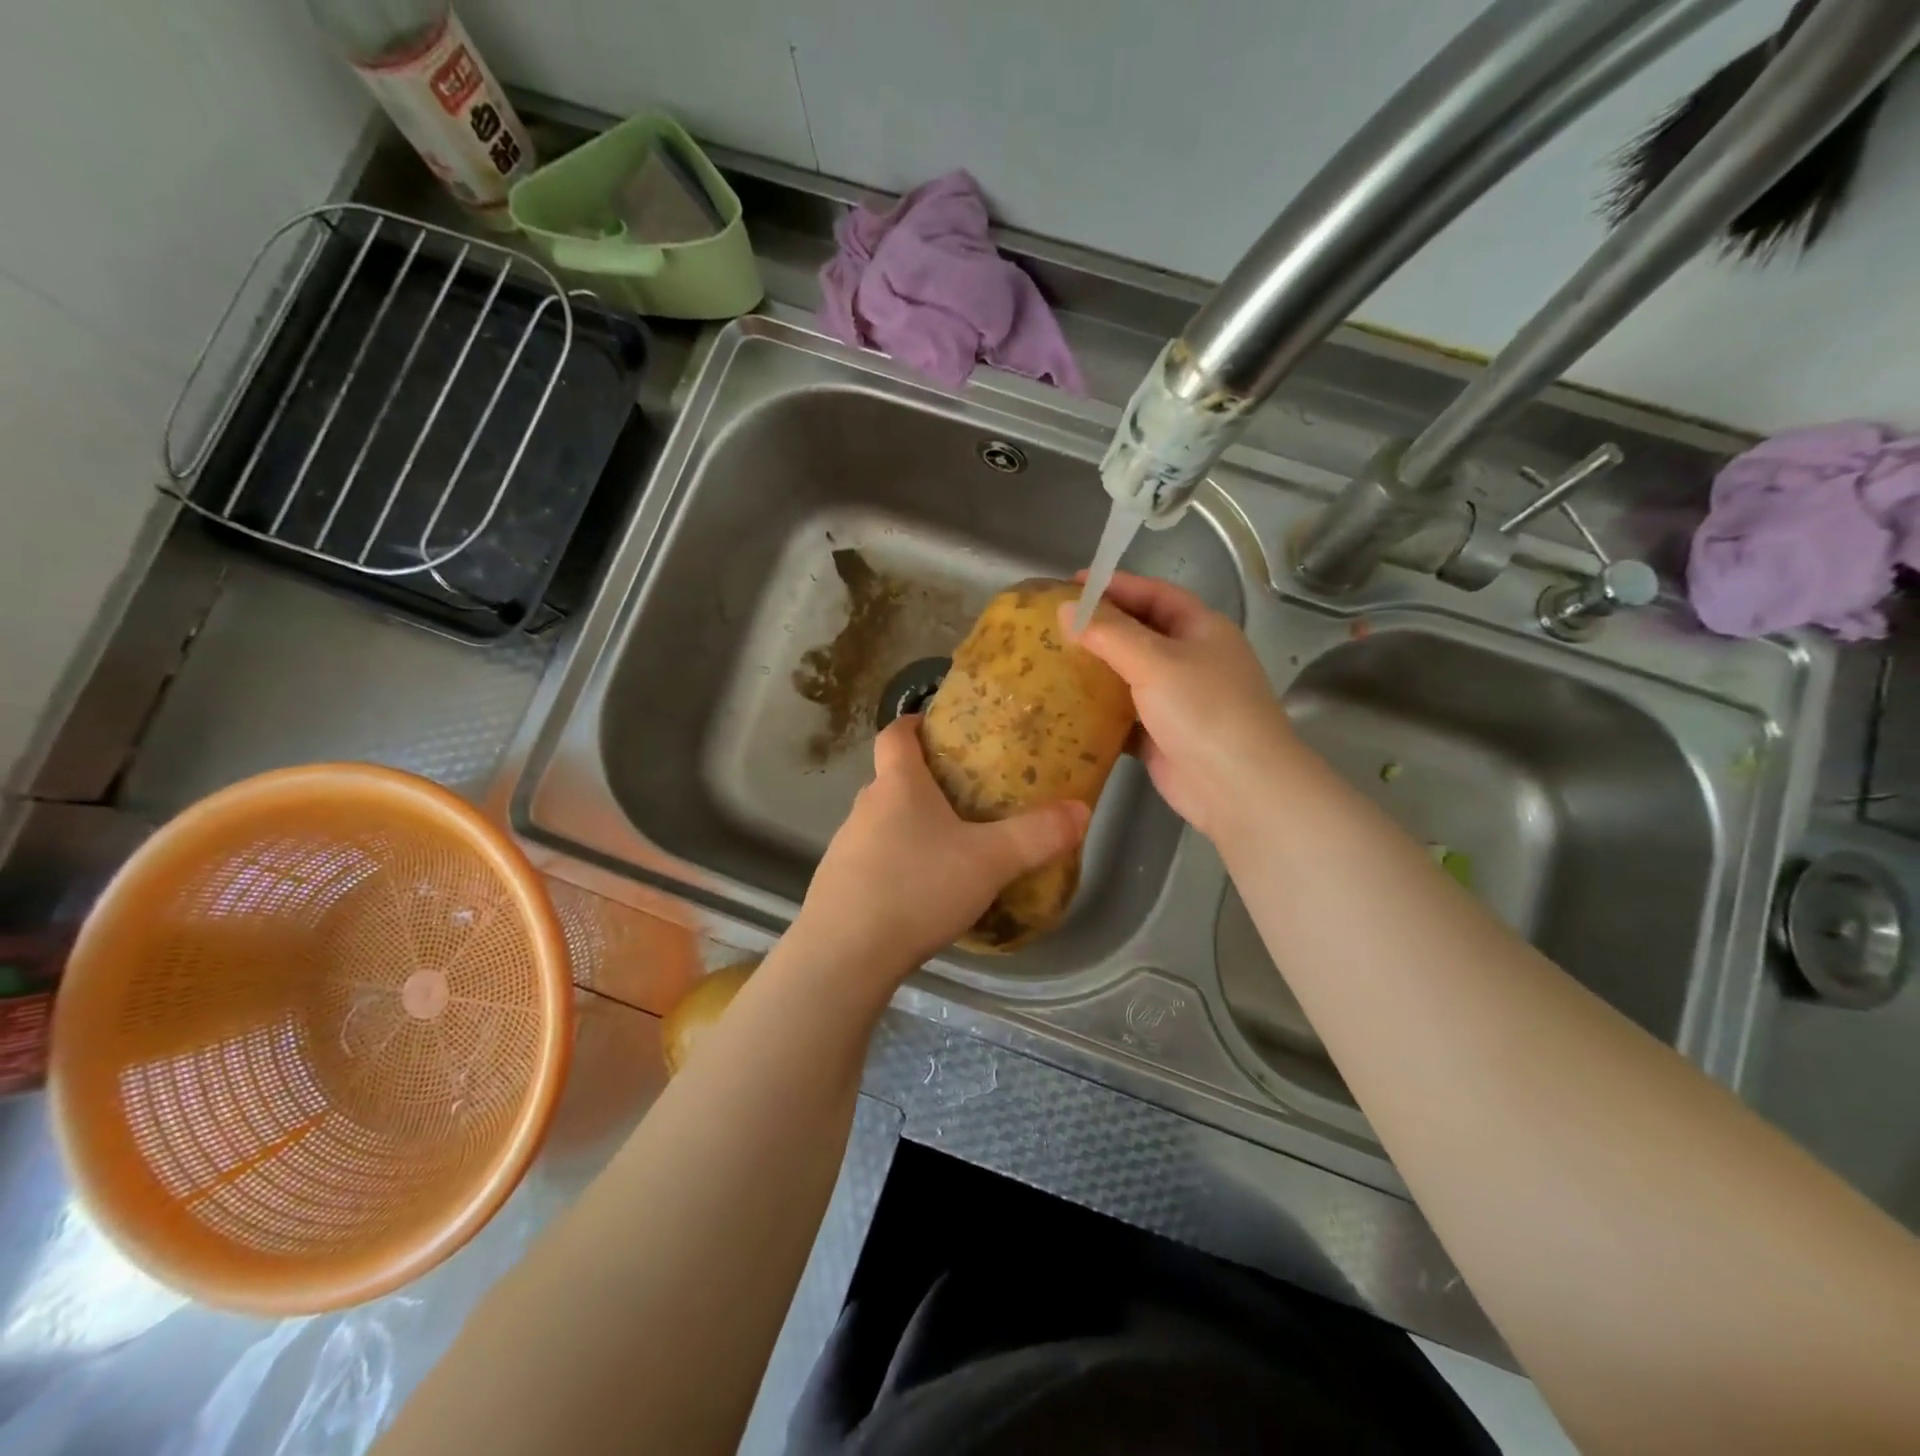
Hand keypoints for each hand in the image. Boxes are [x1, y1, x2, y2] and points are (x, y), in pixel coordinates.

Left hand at [793, 718, 1089, 974]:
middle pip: (891, 780)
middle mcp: (865, 807)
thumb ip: (1037, 835)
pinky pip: (872, 861)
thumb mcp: (990, 861)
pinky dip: (895, 865)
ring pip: (882, 823)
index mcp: (898, 786)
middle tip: (965, 798)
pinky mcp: (837, 885)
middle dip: (924, 783)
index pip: (895, 734)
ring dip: (910, 828)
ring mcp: (845, 847)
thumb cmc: (917, 888)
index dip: (913, 724)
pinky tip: (919, 894)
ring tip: (948, 849)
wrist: (844, 954)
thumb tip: (1081, 809)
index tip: (936, 726)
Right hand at [1064, 570, 1291, 841]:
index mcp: (1201, 629)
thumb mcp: (1156, 661)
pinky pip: (1122, 714)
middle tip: (1055, 623)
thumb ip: (1110, 633)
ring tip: (1050, 660)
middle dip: (1100, 626)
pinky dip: (1097, 710)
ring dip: (1095, 669)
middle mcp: (1190, 660)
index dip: (1116, 585)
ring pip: (1128, 675)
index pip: (1155, 594)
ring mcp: (1176, 700)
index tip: (1071, 583)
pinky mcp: (1159, 735)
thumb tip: (1066, 609)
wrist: (1236, 786)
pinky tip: (1064, 706)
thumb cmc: (1203, 710)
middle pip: (1139, 633)